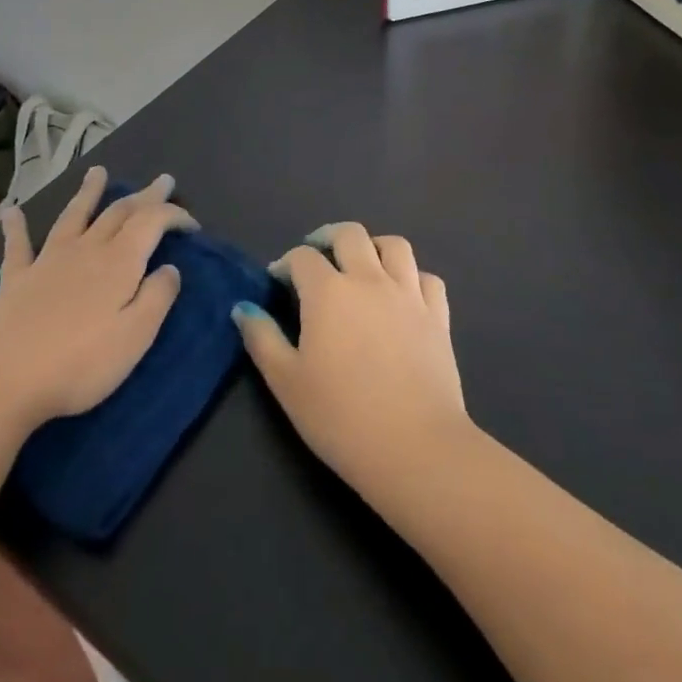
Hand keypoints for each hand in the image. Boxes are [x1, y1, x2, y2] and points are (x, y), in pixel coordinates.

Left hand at [0, 168, 192, 431]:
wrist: (2, 378)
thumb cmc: (79, 363)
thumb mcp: (135, 337)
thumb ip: (157, 298)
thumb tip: (171, 268)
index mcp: (120, 262)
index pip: (153, 222)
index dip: (174, 215)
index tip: (193, 224)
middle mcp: (86, 250)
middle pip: (119, 212)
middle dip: (144, 196)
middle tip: (162, 181)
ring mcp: (48, 260)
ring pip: (74, 216)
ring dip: (88, 192)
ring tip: (97, 171)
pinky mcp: (17, 278)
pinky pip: (19, 245)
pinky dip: (17, 226)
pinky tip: (11, 212)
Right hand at [233, 222, 468, 505]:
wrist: (415, 447)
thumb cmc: (341, 417)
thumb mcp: (286, 383)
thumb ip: (262, 339)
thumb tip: (243, 308)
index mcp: (328, 291)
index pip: (302, 257)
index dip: (285, 264)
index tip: (277, 283)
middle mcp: (369, 279)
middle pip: (350, 234)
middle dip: (327, 238)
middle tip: (316, 256)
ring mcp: (409, 295)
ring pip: (394, 246)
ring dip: (373, 247)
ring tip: (362, 264)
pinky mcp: (438, 317)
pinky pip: (427, 278)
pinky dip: (412, 277)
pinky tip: (403, 294)